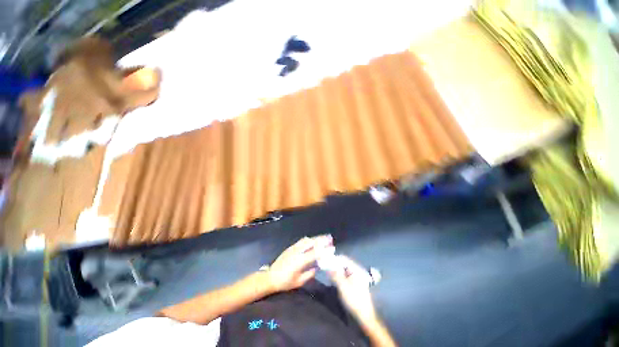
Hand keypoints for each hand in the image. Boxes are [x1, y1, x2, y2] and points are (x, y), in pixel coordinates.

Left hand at [268, 236, 330, 291]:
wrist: (270, 277)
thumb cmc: (285, 282)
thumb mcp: (298, 281)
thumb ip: (309, 274)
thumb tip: (317, 267)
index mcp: (300, 261)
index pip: (315, 253)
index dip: (324, 250)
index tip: (332, 247)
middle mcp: (297, 251)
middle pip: (311, 242)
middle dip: (321, 239)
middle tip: (329, 238)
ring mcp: (293, 248)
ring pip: (307, 240)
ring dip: (316, 238)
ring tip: (323, 238)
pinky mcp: (290, 247)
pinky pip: (301, 241)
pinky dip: (309, 240)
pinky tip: (312, 240)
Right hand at [328, 256, 376, 322]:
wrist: (364, 316)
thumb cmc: (353, 299)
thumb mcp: (342, 286)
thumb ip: (335, 274)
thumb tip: (327, 266)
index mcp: (356, 269)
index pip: (343, 258)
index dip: (334, 258)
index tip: (325, 260)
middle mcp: (357, 270)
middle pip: (343, 263)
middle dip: (334, 264)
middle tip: (325, 267)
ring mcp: (356, 277)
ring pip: (344, 269)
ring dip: (336, 270)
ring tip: (328, 273)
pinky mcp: (355, 283)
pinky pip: (345, 275)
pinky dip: (339, 275)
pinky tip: (333, 279)